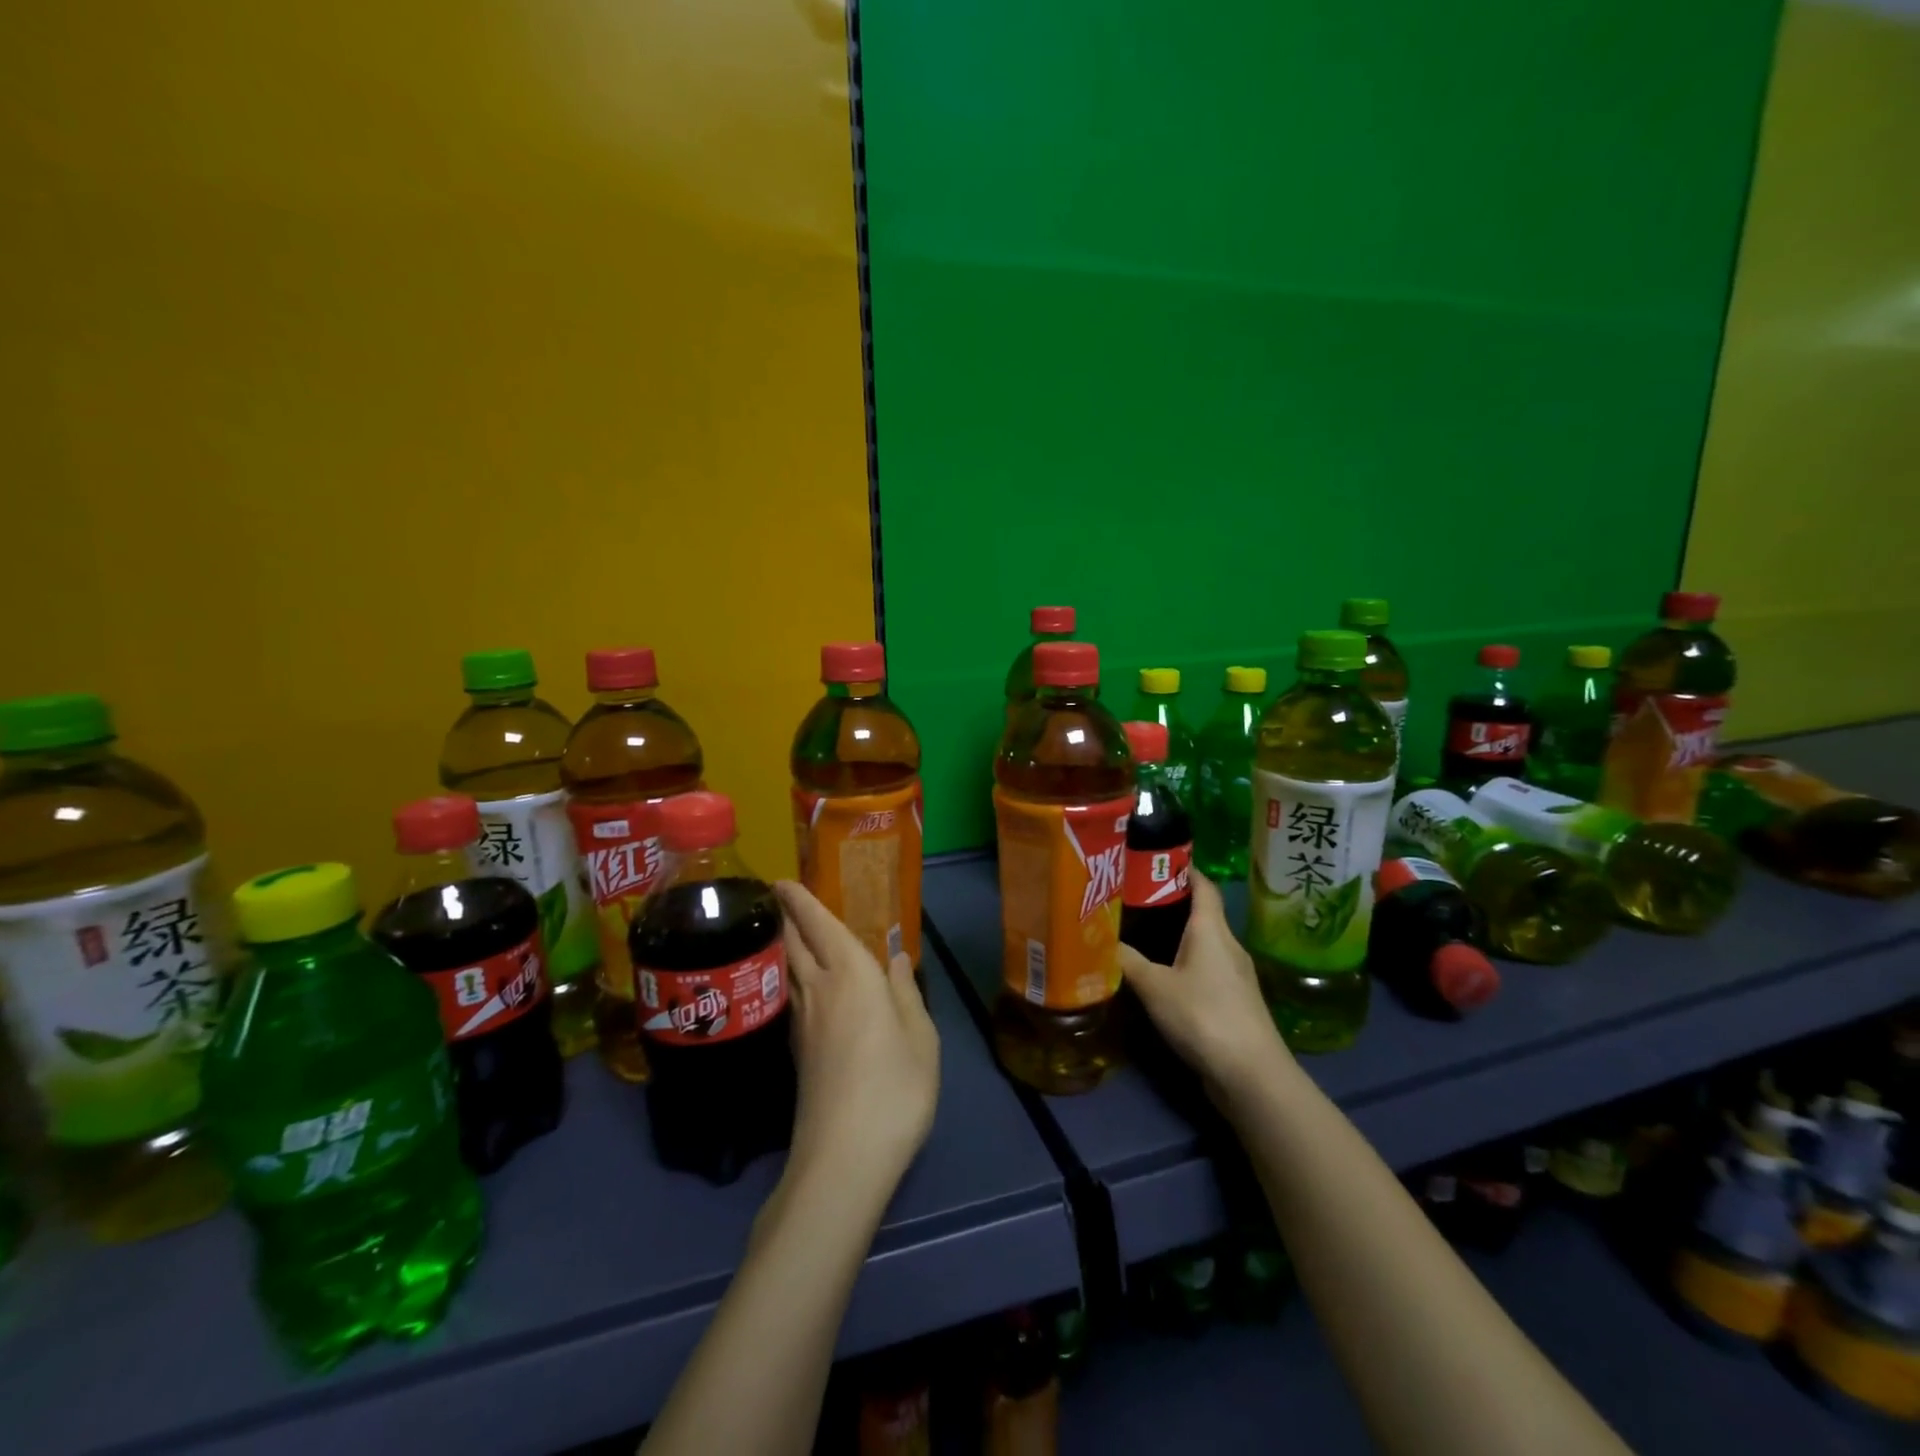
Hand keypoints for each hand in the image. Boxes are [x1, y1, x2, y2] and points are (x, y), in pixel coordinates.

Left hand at [775, 882, 939, 1196]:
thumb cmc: (894, 1087)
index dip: (800, 900)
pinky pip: (791, 995)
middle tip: (780, 898)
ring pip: (788, 970)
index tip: (781, 881)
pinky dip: (793, 976)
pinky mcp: (796, 1052)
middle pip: (794, 943)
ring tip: (792, 933)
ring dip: (786, 945)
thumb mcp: (921, 1037)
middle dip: (786, 917)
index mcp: (851, 975)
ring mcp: (802, 1023)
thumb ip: (905, 992)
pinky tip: (805, 987)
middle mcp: (819, 990)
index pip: (819, 925)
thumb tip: (896, 957)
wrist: (843, 1157)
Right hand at [1118, 872, 1290, 1102]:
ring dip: (1176, 936)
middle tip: (1132, 898)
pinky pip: (1206, 968)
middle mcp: (1228, 945)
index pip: (1202, 884)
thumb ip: (1127, 960)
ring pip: (1203, 942)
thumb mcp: (1154, 986)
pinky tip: (1161, 975)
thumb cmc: (1203, 1016)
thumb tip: (1100, 938)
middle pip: (1201, 912)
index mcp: (1211, 929)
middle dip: (1169, 902)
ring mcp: (1235, 974)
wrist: (1251, 1074)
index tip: (1153, 860)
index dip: (1181, 868)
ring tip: (1140, 933)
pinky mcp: (1235, 1001)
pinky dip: (1184, 962)